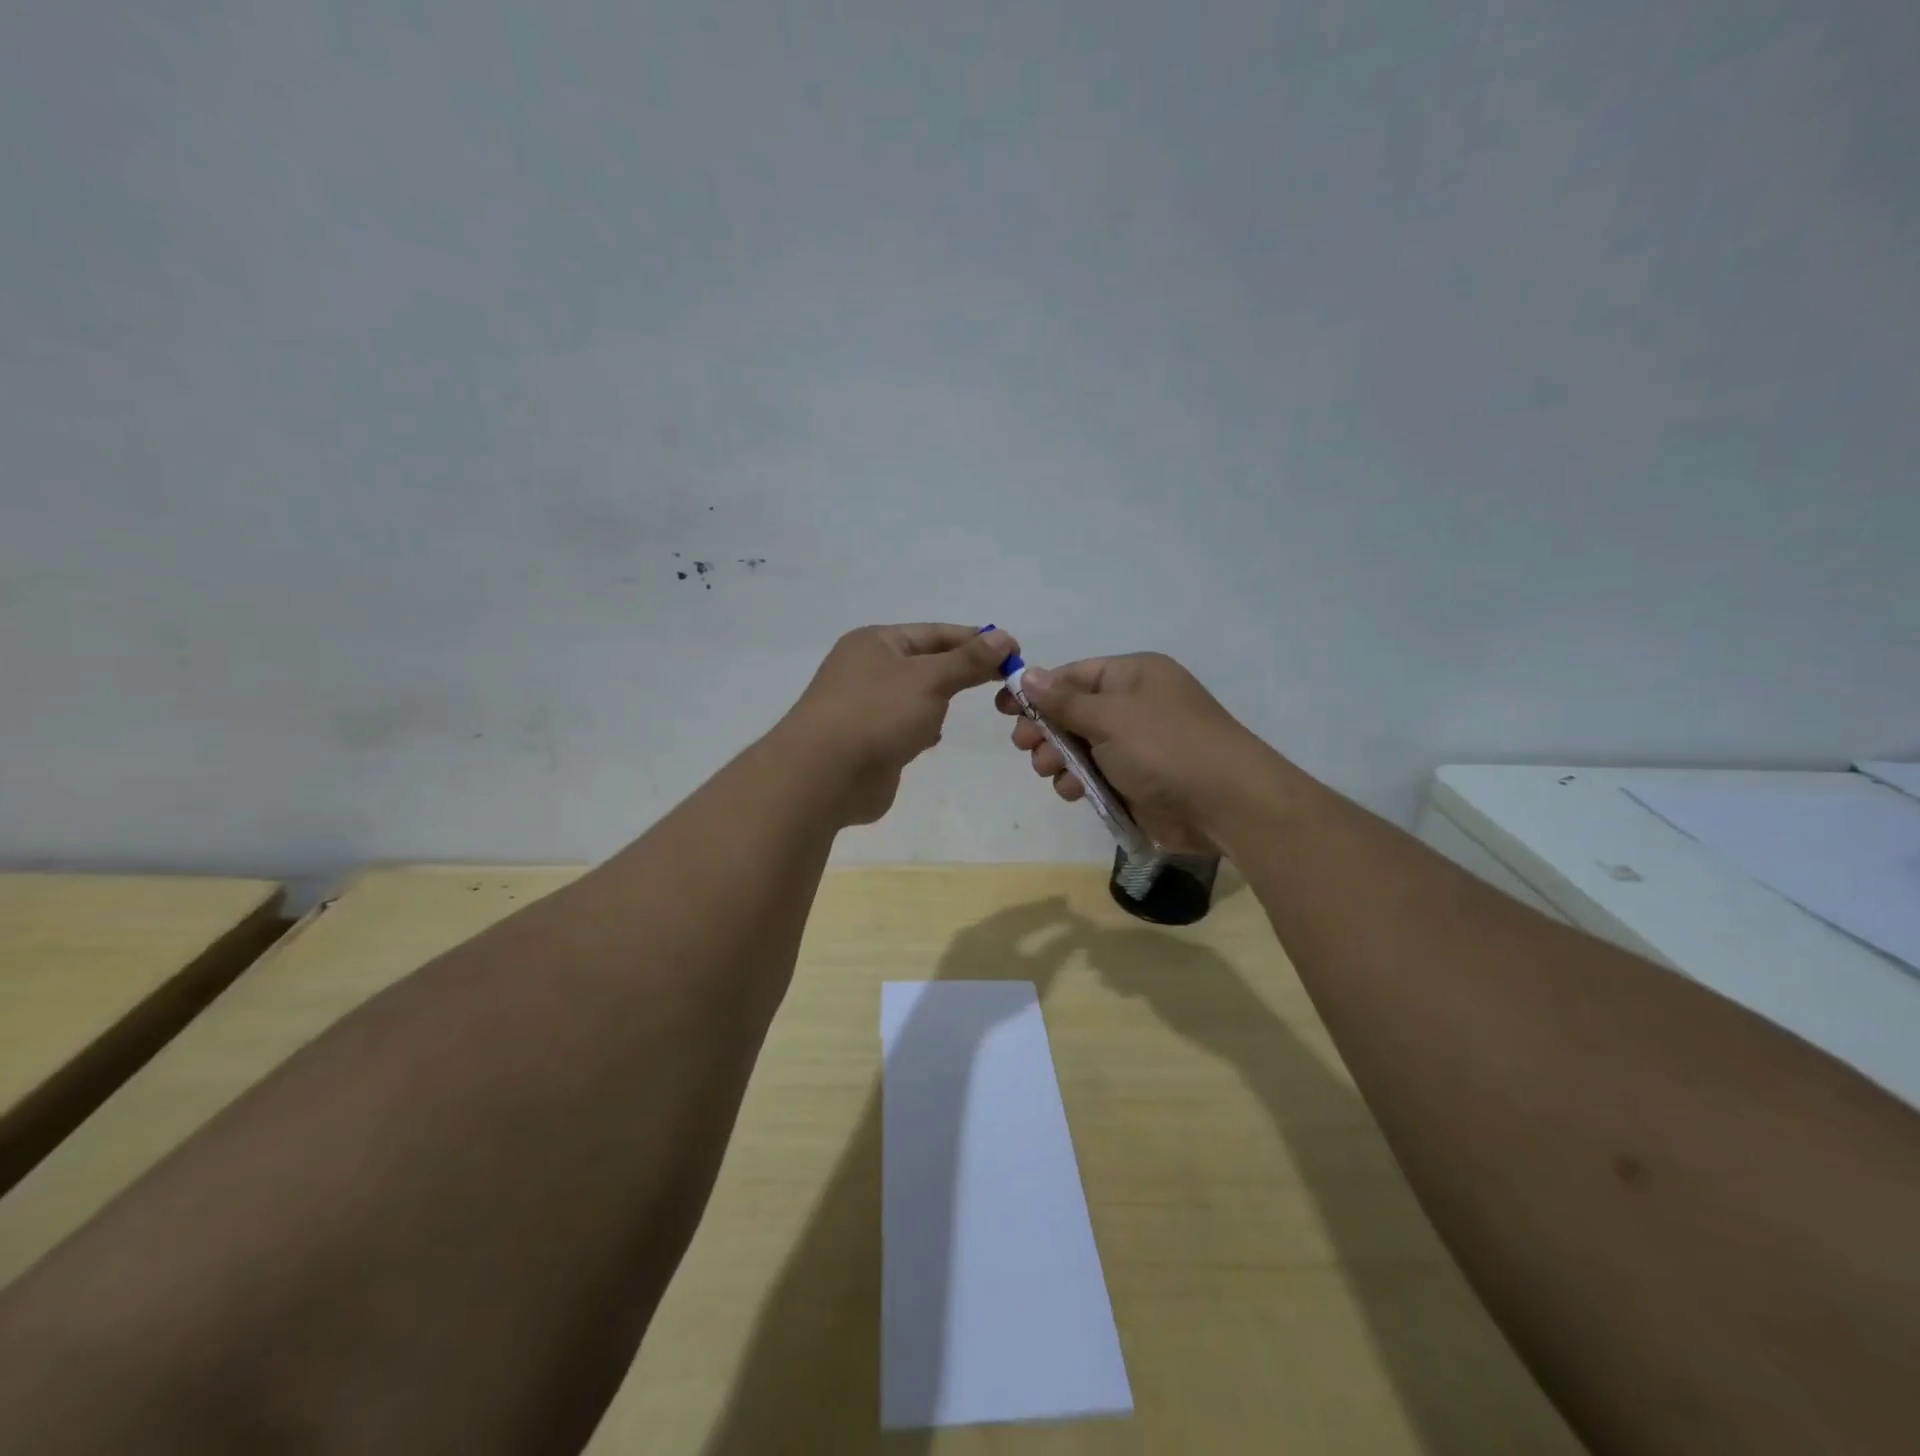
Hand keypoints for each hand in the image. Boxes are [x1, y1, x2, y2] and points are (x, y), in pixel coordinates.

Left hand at [783, 623, 1016, 825]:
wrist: (823, 775)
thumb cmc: (877, 714)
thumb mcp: (929, 679)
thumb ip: (967, 660)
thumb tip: (1004, 637)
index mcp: (876, 642)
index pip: (935, 633)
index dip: (975, 640)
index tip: (1013, 652)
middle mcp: (868, 669)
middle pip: (927, 663)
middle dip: (960, 672)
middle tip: (1003, 683)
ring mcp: (866, 706)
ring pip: (916, 696)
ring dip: (940, 702)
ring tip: (965, 710)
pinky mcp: (868, 741)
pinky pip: (904, 726)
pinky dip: (922, 729)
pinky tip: (932, 738)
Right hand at [995, 652, 1282, 853]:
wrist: (1225, 804)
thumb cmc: (1165, 747)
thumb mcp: (1110, 717)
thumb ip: (1063, 700)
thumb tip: (1026, 674)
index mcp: (1132, 677)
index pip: (1074, 675)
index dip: (1037, 690)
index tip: (1003, 709)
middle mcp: (1133, 706)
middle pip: (1072, 712)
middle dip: (1046, 729)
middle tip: (1024, 746)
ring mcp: (1135, 745)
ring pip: (1079, 747)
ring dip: (1058, 758)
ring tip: (1050, 771)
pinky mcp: (1135, 780)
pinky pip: (1095, 775)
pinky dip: (1078, 781)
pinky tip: (1072, 791)